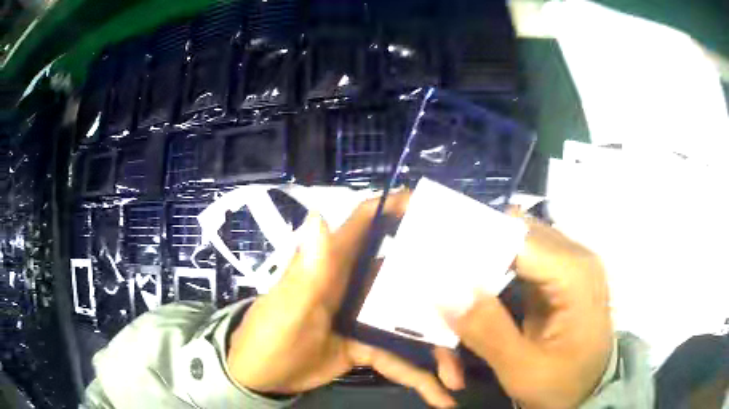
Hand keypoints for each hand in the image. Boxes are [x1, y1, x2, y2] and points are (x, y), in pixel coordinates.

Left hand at [227, 192, 461, 407]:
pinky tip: (440, 396)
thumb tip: (317, 218)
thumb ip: (304, 272)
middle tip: (478, 304)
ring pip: (411, 326)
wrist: (259, 377)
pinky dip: (419, 378)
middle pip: (405, 276)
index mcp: (333, 267)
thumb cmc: (266, 339)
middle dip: (441, 288)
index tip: (433, 207)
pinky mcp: (367, 346)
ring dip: (436, 350)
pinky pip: (399, 360)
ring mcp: (364, 319)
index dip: (394, 207)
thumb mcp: (285, 311)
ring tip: (459, 375)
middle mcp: (355, 287)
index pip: (365, 223)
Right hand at [443, 216, 612, 408]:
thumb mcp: (522, 370)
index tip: (434, 261)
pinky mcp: (560, 272)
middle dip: (475, 251)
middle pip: (514, 231)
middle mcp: (575, 255)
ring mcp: (569, 262)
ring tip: (456, 285)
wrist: (590, 389)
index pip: (515, 236)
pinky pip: (521, 255)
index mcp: (574, 274)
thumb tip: (445, 291)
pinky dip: (496, 268)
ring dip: (484, 259)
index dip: (472, 243)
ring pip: (514, 239)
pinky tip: (480, 291)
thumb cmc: (563, 384)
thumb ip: (487, 331)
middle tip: (441, 277)